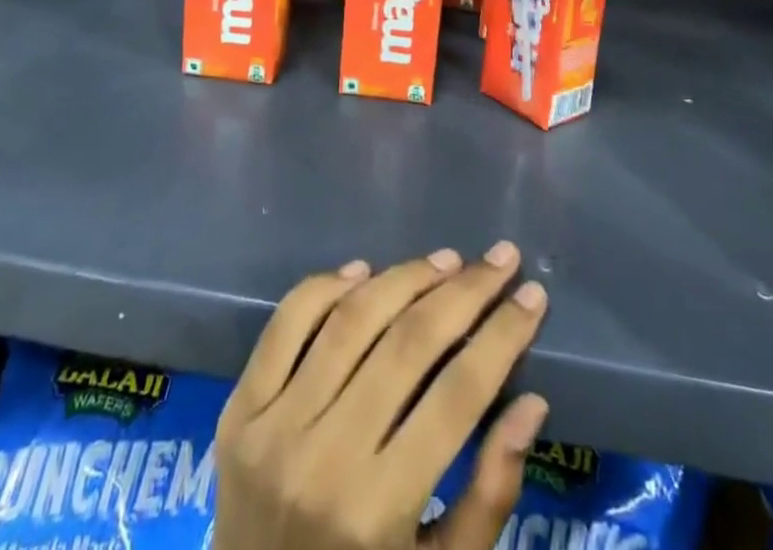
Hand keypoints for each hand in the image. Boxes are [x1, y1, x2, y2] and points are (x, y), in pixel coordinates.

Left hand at [213, 245, 550, 549]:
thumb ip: (489, 494)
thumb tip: (531, 403)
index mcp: (377, 513)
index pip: (457, 395)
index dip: (502, 336)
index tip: (533, 296)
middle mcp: (323, 459)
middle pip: (408, 344)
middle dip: (465, 291)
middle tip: (500, 259)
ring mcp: (273, 427)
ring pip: (352, 320)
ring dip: (405, 277)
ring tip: (446, 260)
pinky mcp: (239, 407)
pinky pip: (287, 322)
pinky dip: (327, 286)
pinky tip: (365, 272)